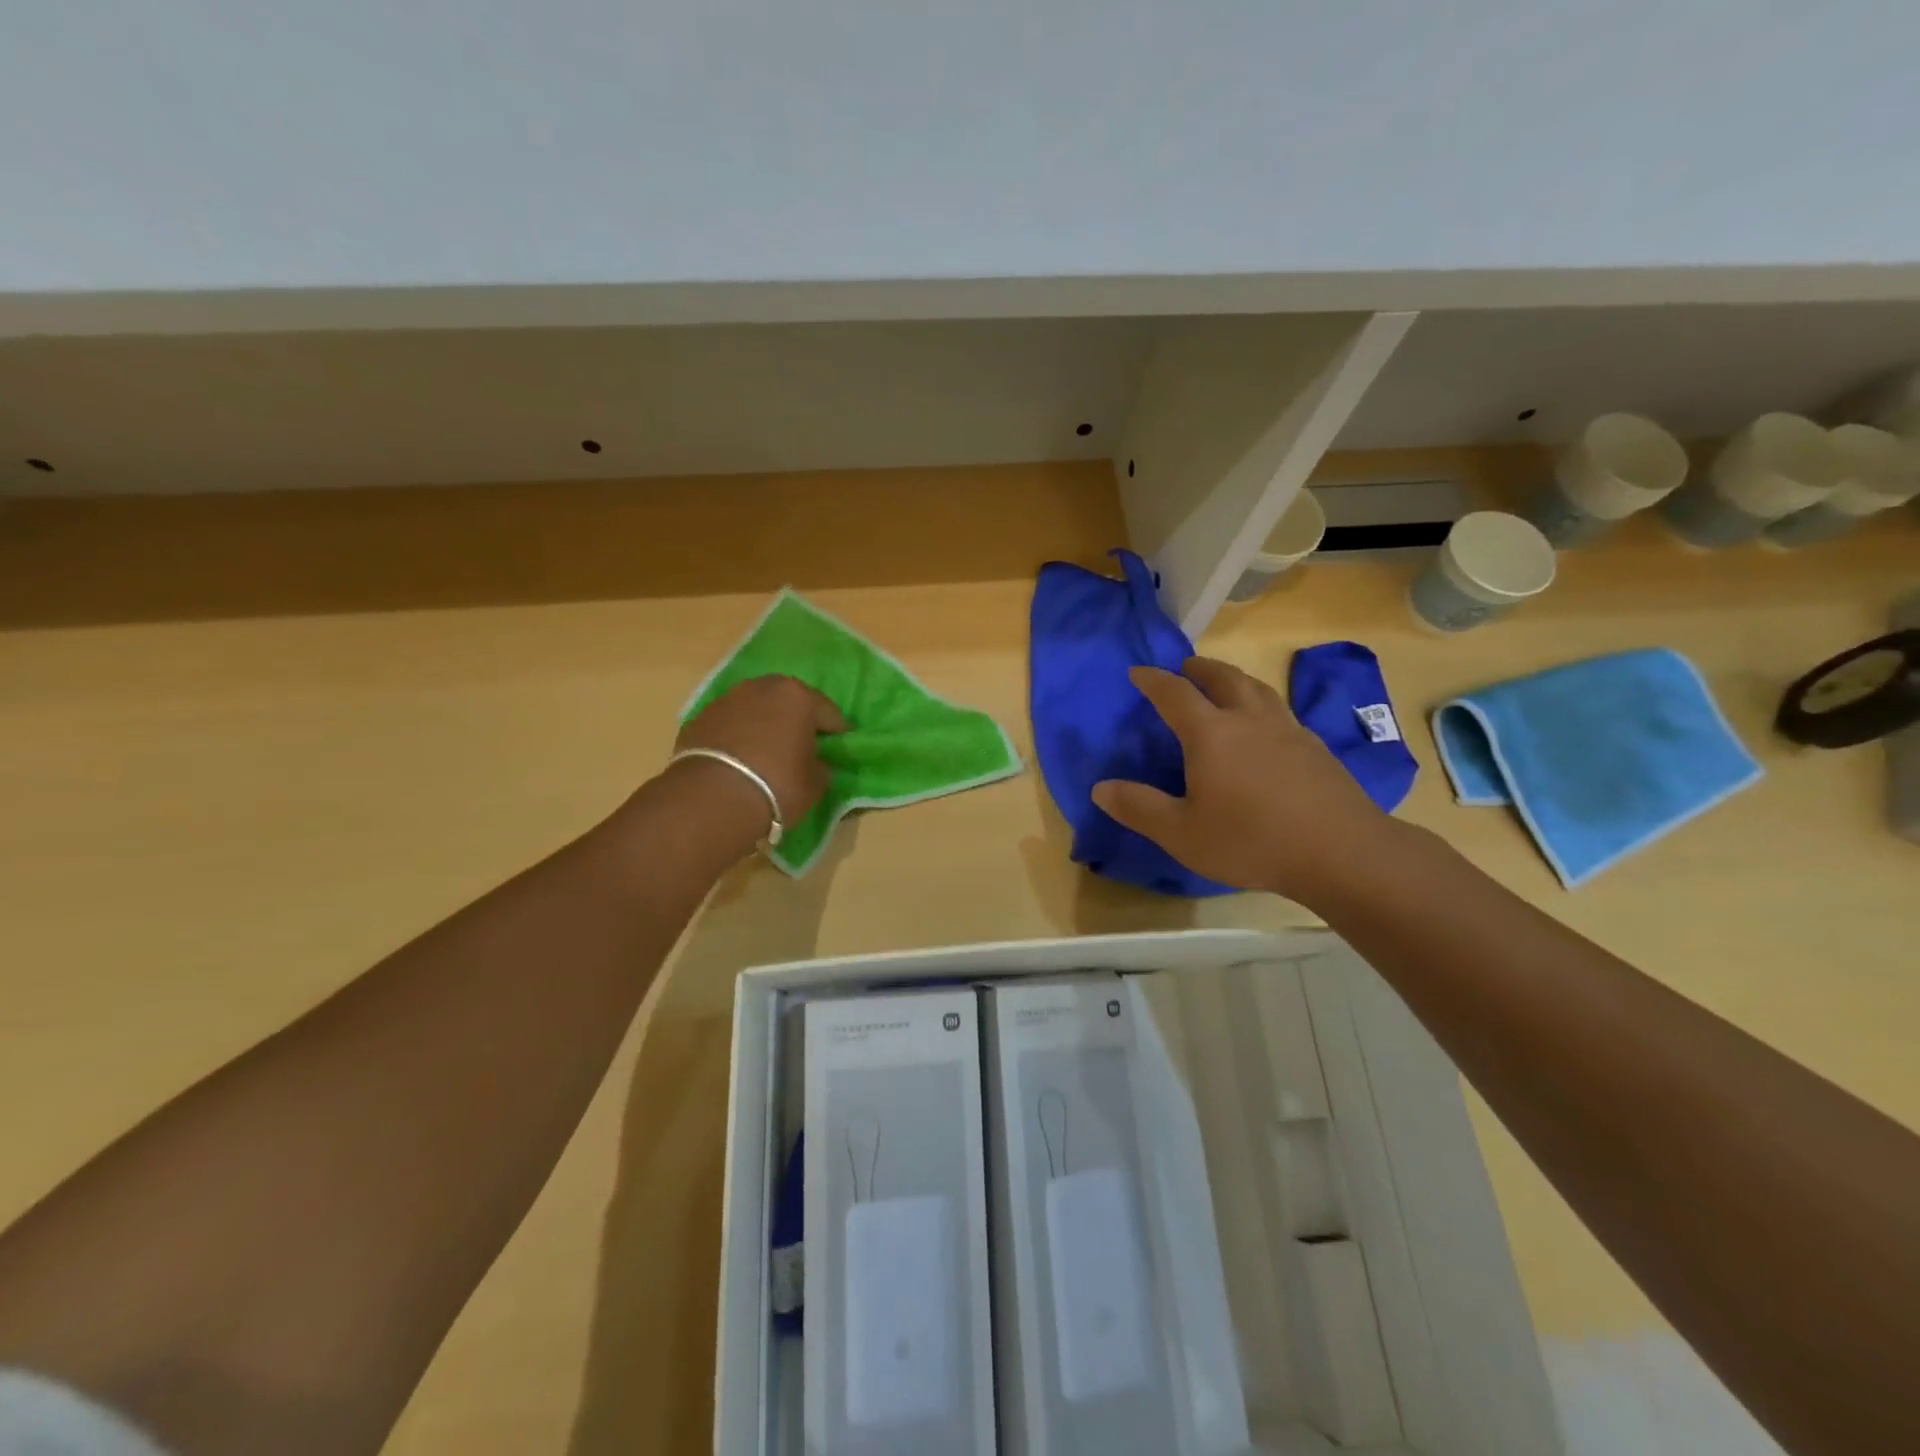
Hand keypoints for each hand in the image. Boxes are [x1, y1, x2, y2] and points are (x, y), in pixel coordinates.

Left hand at [672, 675, 846, 839]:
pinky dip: (739, 735)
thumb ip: (821, 766)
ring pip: (757, 709)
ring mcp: (727, 699)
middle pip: (789, 701)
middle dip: (797, 720)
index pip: (829, 713)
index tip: (840, 747)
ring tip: (768, 752)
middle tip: (803, 745)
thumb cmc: (777, 786)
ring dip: (765, 724)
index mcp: (798, 696)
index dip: (837, 732)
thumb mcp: (815, 783)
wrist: (711, 799)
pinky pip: (731, 724)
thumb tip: (817, 762)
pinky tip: (740, 759)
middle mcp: (763, 688)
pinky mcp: (700, 718)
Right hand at [1091, 657, 1396, 903]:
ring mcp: (1289, 731)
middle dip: (1201, 668)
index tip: (1138, 671)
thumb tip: (1100, 788)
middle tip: (1187, 666)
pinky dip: (1263, 706)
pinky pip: (1282, 713)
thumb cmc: (1250, 840)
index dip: (1153, 680)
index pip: (1175, 694)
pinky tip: (1267, 728)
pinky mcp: (1316, 749)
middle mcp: (1250, 720)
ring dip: (1236, 679)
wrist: (1340, 852)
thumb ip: (1138, 807)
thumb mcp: (1181, 833)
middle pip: (1224, 678)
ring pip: (1259, 690)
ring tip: (1227, 685)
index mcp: (1211, 734)